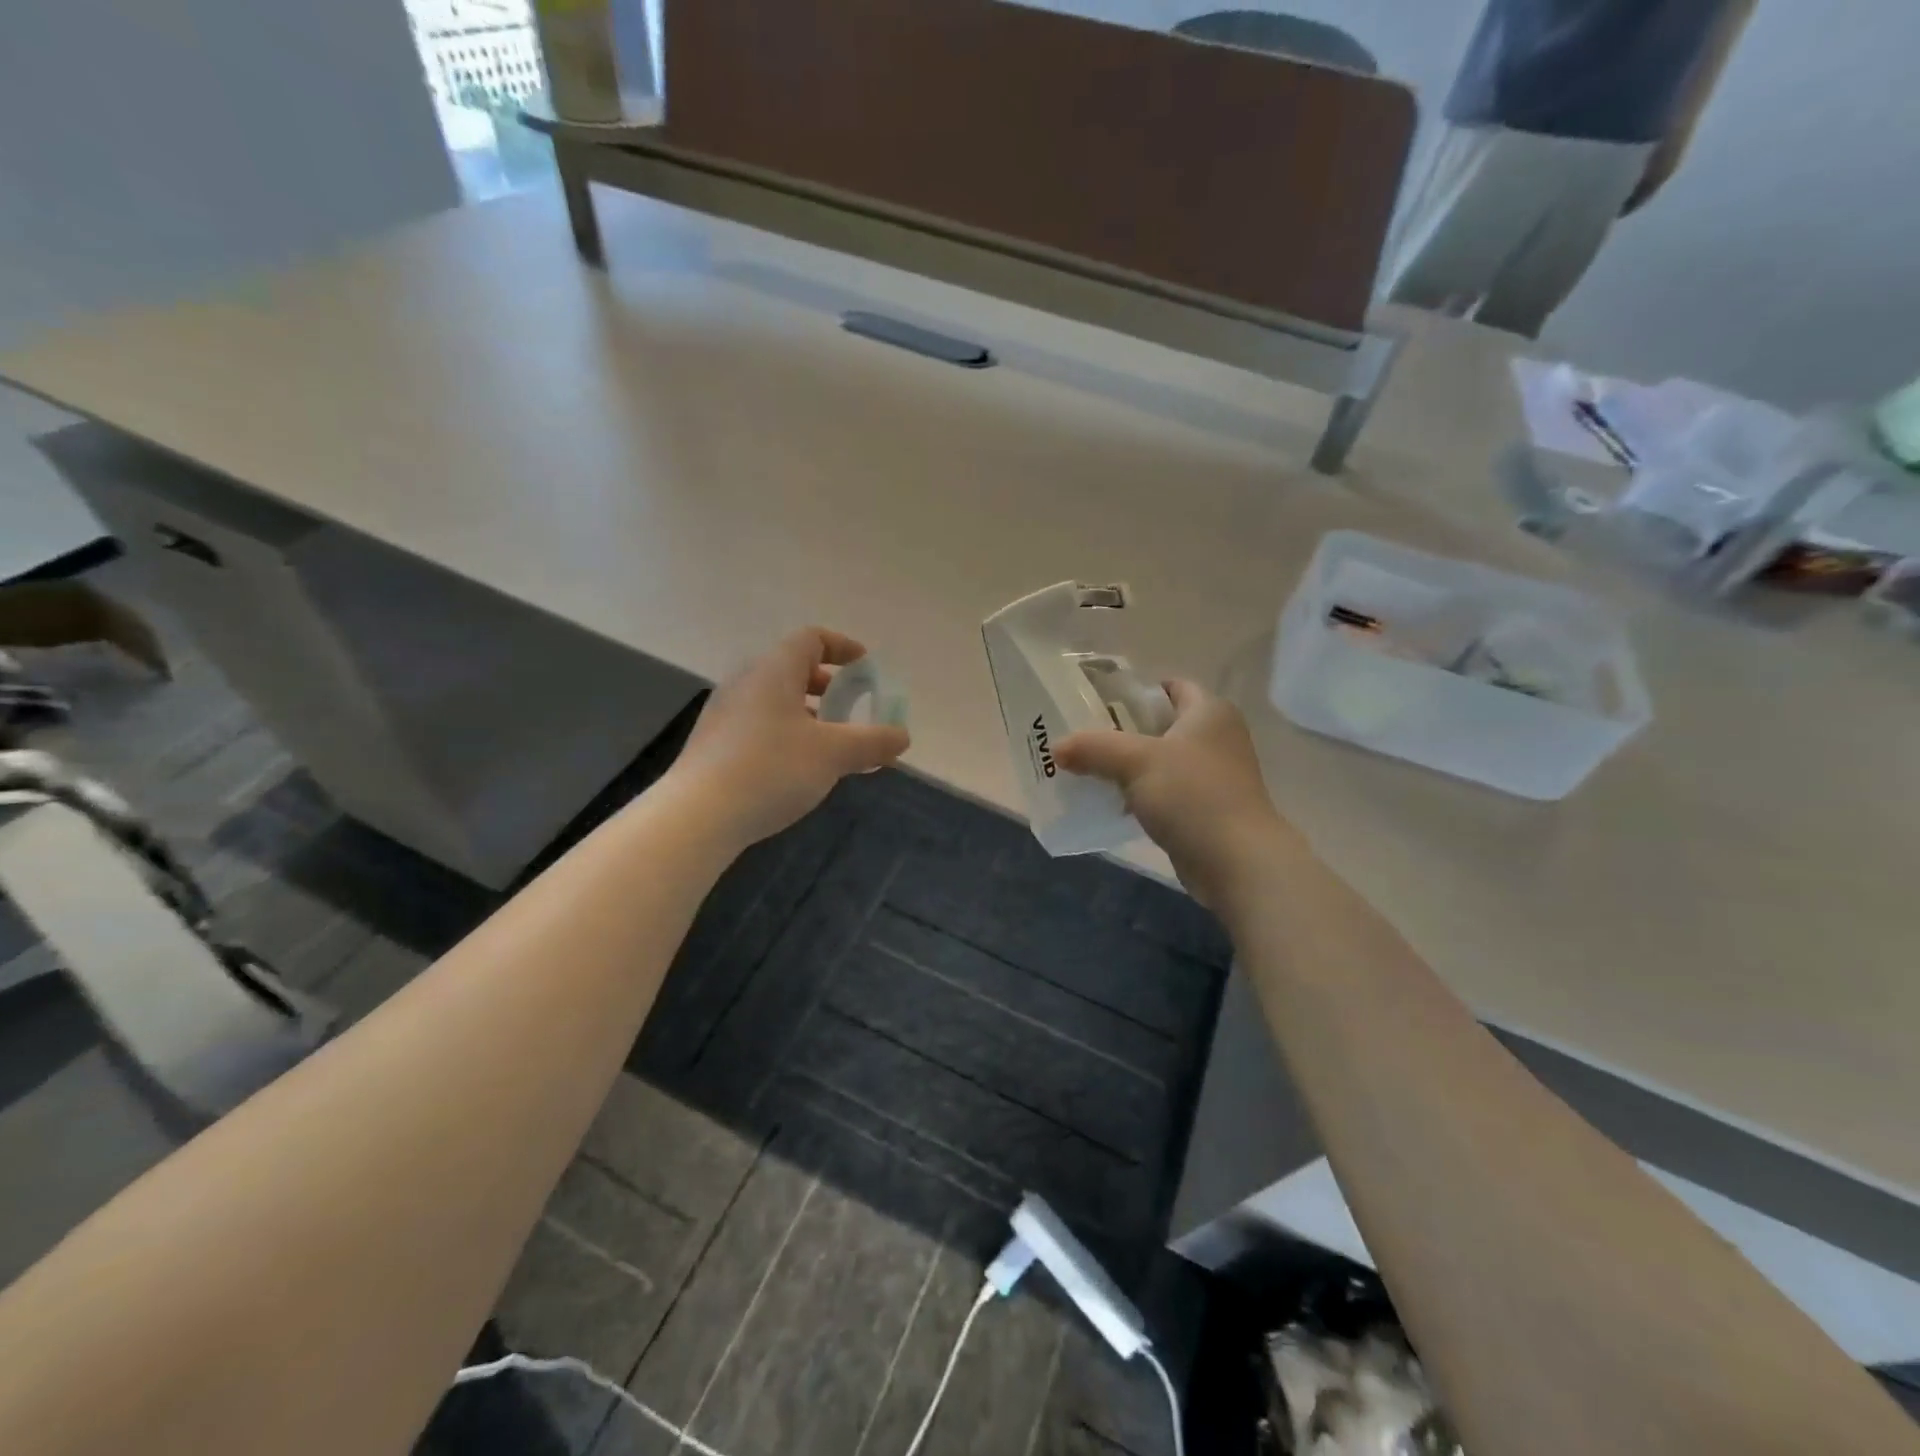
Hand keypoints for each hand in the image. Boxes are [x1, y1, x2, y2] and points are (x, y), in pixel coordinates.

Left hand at [669, 628, 909, 848]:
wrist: (697, 816)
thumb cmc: (771, 769)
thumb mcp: (833, 755)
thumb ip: (872, 742)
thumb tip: (902, 736)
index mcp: (774, 671)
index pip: (810, 638)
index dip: (842, 646)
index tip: (865, 666)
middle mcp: (745, 683)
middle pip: (791, 667)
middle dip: (826, 683)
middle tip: (849, 705)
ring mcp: (724, 713)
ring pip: (773, 699)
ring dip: (806, 712)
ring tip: (828, 742)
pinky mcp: (714, 744)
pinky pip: (758, 724)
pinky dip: (785, 732)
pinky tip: (796, 767)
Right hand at [1055, 680, 1289, 910]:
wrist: (1235, 861)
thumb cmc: (1191, 795)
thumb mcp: (1135, 761)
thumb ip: (1093, 748)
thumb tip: (1056, 749)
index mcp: (1210, 712)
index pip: (1171, 687)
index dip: (1136, 692)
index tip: (1099, 704)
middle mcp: (1218, 737)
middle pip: (1162, 724)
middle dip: (1124, 731)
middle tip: (1085, 738)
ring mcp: (1216, 775)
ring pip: (1163, 761)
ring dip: (1131, 766)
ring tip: (1090, 770)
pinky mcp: (1209, 808)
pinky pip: (1168, 791)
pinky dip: (1143, 794)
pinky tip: (1114, 803)